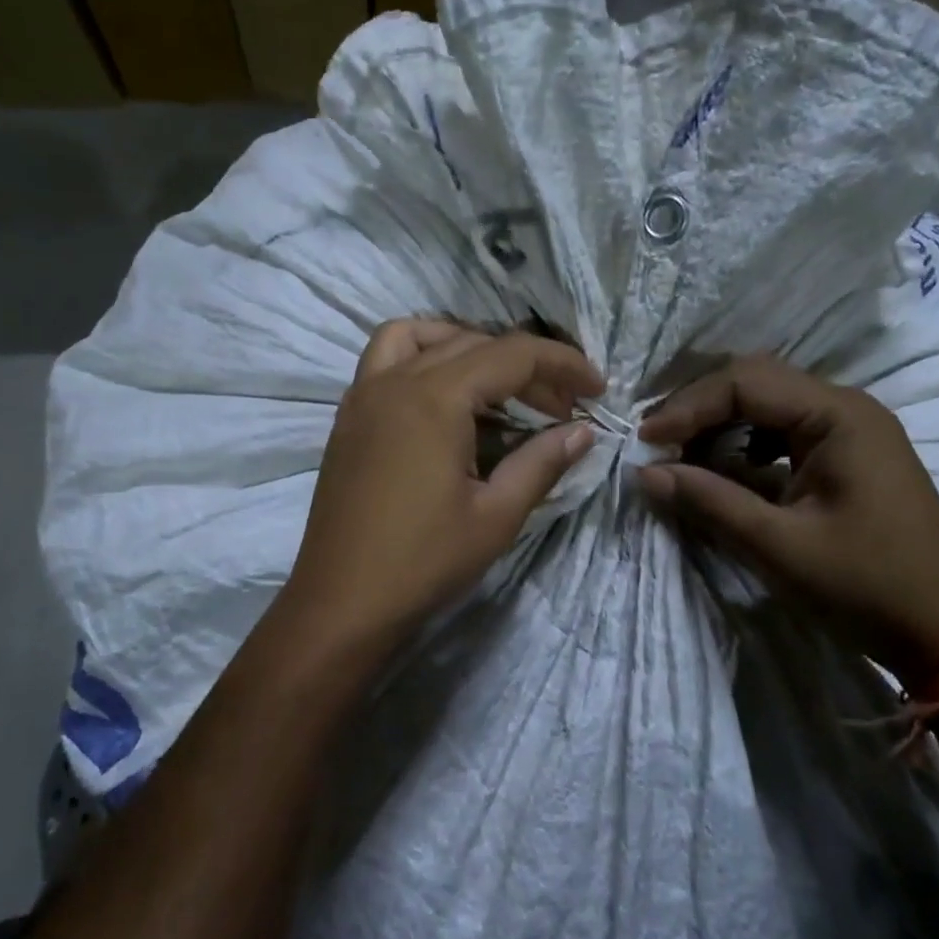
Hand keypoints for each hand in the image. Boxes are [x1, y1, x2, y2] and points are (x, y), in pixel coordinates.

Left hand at [279, 320, 602, 656]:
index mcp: (434, 398)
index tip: (598, 391)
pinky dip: (422, 358)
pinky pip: (385, 359)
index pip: (513, 354)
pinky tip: (443, 400)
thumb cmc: (423, 562)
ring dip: (466, 346)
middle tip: (558, 408)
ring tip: (498, 385)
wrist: (341, 602)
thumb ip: (542, 462)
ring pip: (420, 337)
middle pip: (472, 343)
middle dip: (525, 367)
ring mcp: (363, 394)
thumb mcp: (496, 515)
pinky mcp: (348, 416)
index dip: (563, 365)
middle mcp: (394, 380)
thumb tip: (584, 431)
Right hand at [637, 355, 938, 685]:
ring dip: (719, 426)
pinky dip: (744, 447)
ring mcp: (850, 430)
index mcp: (838, 416)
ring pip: (767, 405)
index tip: (646, 441)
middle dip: (699, 410)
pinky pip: (783, 433)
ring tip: (680, 457)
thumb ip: (709, 501)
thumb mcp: (777, 546)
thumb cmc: (866, 586)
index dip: (688, 407)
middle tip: (656, 443)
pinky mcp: (846, 457)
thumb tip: (645, 473)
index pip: (745, 382)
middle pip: (755, 383)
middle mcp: (846, 408)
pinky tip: (723, 473)